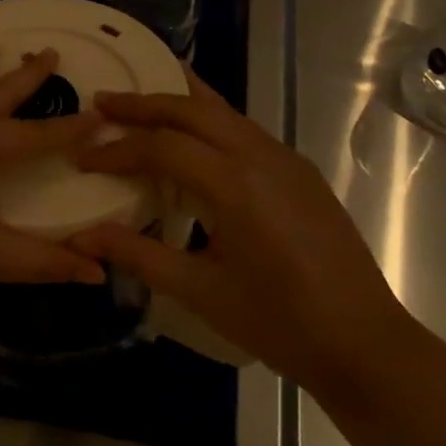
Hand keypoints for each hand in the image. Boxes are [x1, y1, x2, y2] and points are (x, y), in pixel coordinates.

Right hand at [68, 70, 403, 379]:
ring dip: (177, 102)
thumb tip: (81, 237)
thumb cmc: (279, 323)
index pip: (164, 147)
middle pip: (193, 110)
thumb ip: (138, 254)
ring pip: (223, 111)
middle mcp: (263, 156)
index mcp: (237, 185)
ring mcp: (286, 159)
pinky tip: (191, 134)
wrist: (365, 344)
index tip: (82, 157)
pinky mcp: (299, 170)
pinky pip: (243, 128)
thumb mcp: (200, 292)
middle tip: (102, 103)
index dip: (118, 150)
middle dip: (143, 102)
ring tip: (138, 102)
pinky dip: (207, 119)